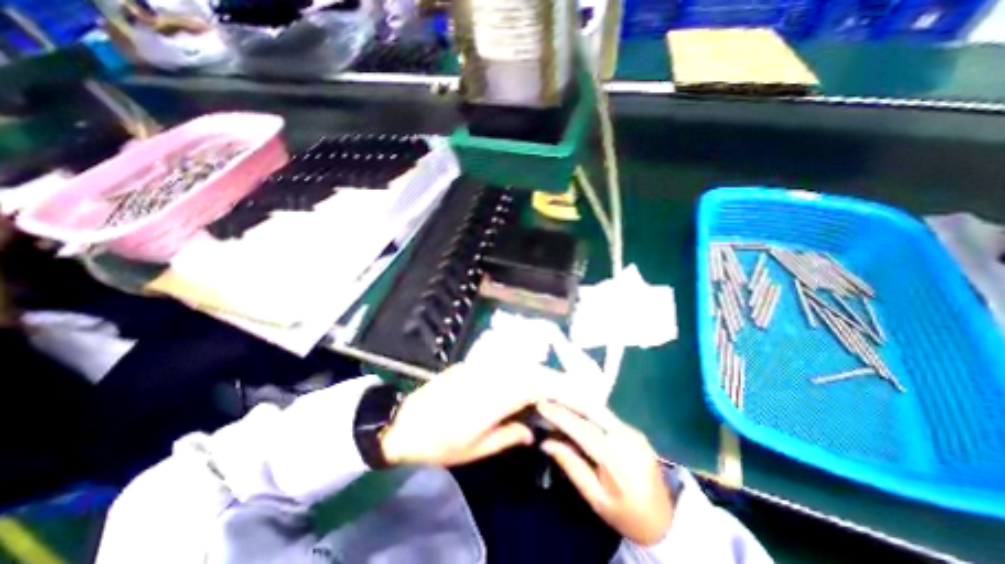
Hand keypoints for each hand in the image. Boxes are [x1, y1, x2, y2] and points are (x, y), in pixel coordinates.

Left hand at [380, 361, 585, 467]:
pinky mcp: (469, 365)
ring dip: (533, 371)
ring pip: (513, 364)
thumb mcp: (475, 449)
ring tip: (546, 383)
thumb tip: (530, 431)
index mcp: (491, 399)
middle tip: (564, 387)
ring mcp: (477, 367)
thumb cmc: (440, 443)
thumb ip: (507, 436)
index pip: (529, 387)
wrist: (405, 423)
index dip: (552, 388)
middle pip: (525, 371)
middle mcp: (487, 377)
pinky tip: (521, 375)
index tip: (568, 394)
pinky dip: (515, 369)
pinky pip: (499, 363)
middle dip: (548, 377)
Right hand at [538, 400, 668, 546]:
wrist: (665, 521)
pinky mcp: (634, 430)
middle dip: (567, 399)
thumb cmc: (625, 515)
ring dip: (577, 402)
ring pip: (599, 409)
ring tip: (557, 398)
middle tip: (547, 395)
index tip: (541, 405)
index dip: (560, 415)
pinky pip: (606, 415)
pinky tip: (575, 409)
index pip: (582, 429)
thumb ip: (571, 466)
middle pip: (592, 410)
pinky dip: (588, 410)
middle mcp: (626, 438)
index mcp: (616, 459)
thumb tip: (545, 442)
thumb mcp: (594, 498)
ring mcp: (633, 431)